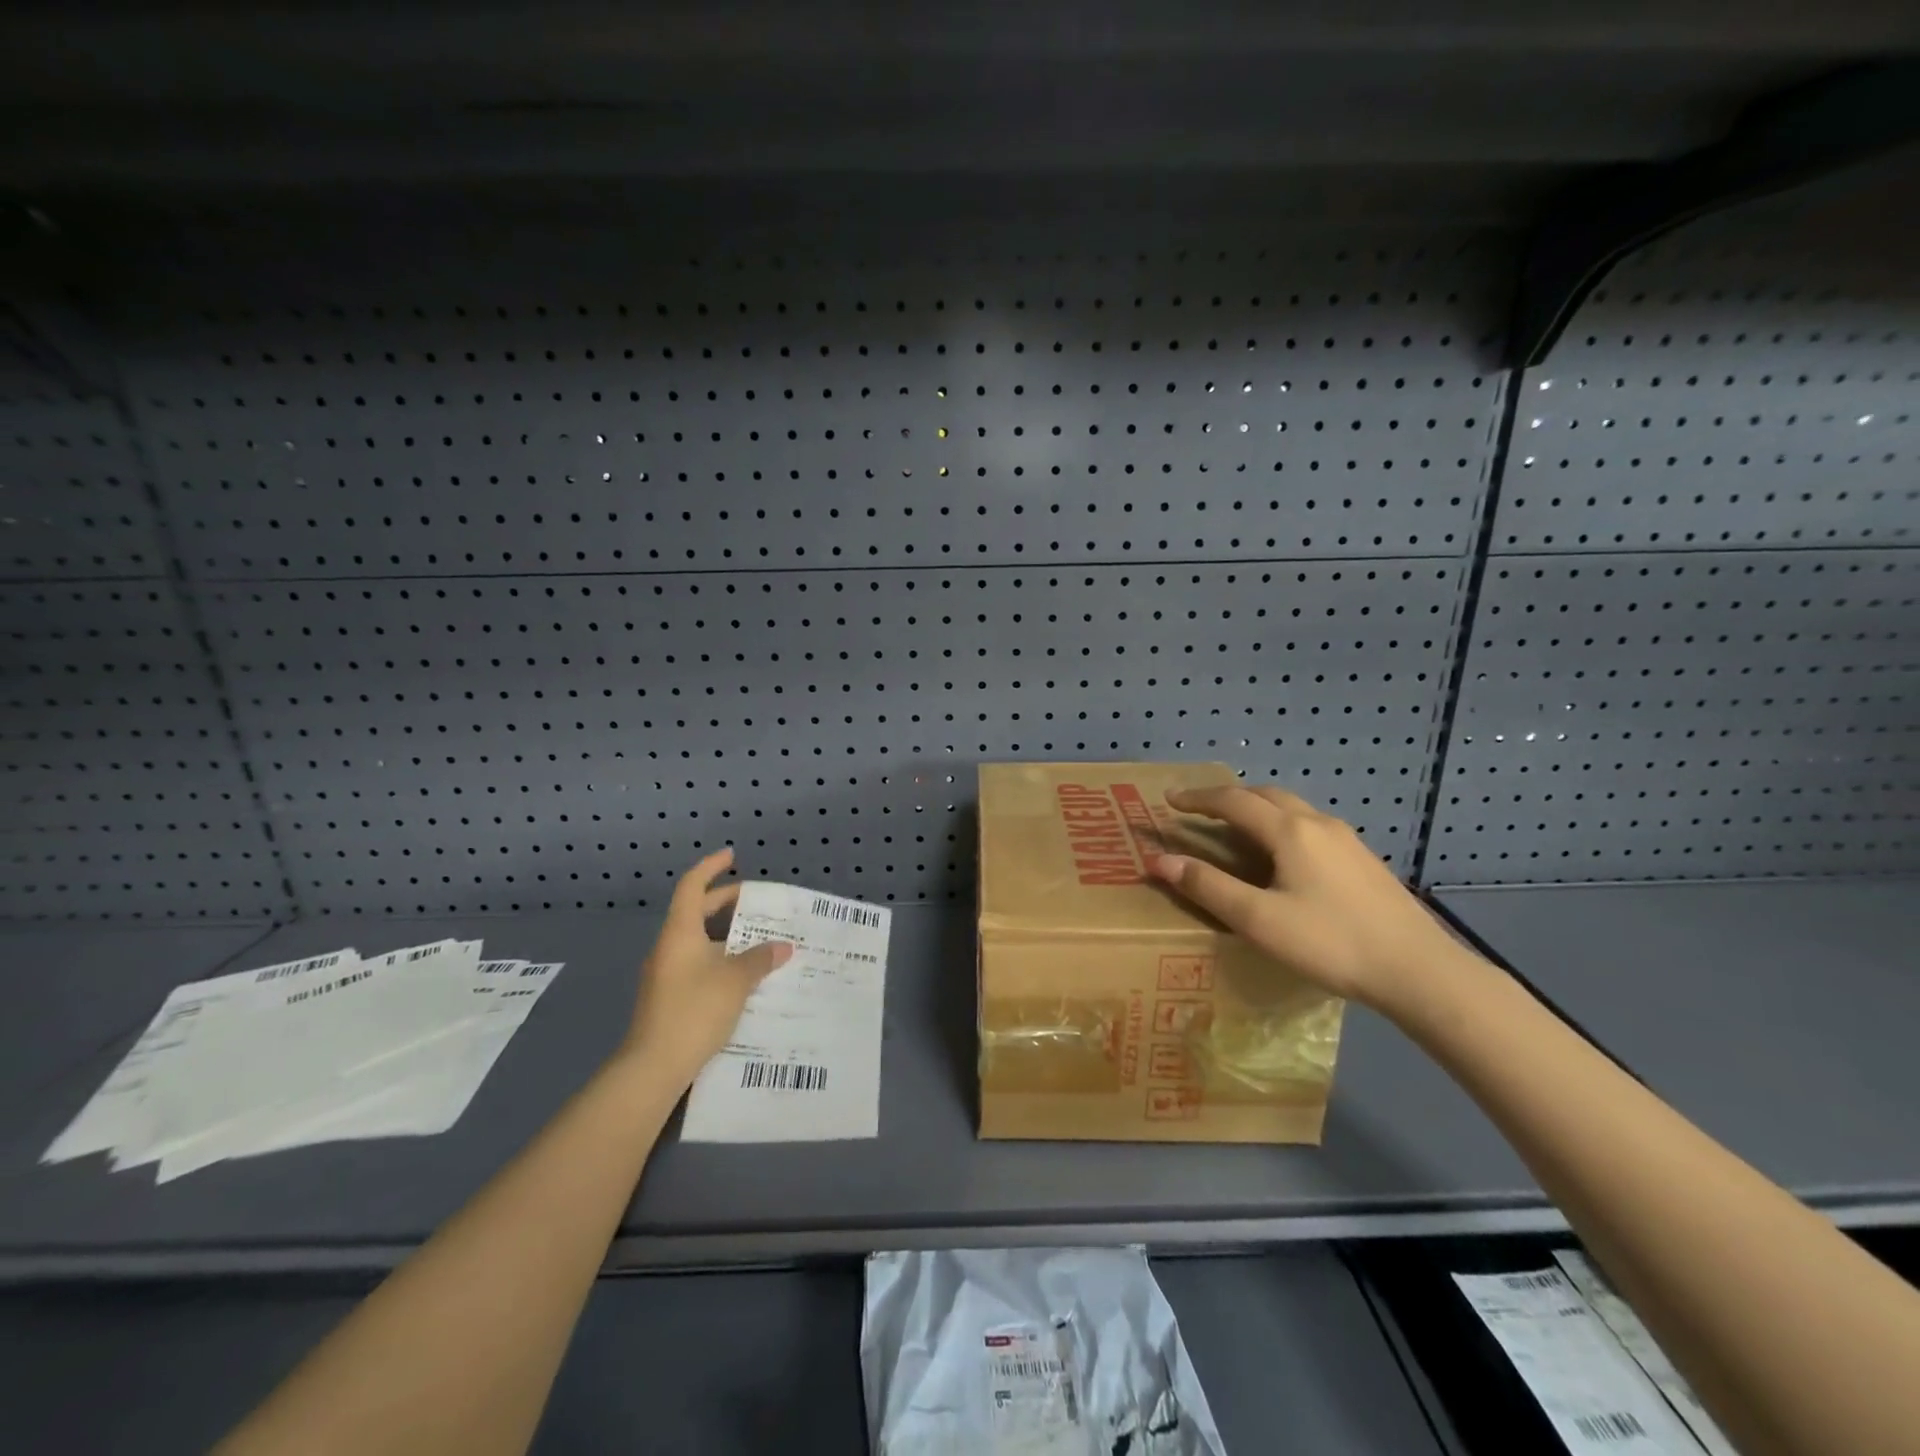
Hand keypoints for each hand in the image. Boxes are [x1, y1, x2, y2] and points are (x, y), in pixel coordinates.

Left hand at [620, 848, 793, 1091]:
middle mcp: (669, 946)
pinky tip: (745, 976)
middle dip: (726, 903)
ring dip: (727, 936)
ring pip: (699, 941)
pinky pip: (699, 964)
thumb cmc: (693, 1010)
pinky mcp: (670, 997)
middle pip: (696, 912)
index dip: (711, 867)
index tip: (732, 856)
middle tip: (757, 901)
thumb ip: (760, 959)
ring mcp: (666, 973)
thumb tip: (783, 946)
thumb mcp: (736, 981)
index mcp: (680, 932)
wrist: (653, 1067)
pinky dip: (722, 960)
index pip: (692, 886)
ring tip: (760, 939)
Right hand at [1148, 786, 1471, 1011]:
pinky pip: (1310, 825)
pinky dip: (1281, 824)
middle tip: (1200, 810)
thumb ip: (1209, 887)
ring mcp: (1347, 840)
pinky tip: (1283, 856)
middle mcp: (1318, 823)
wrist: (1420, 971)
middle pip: (1264, 794)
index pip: (1233, 801)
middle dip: (1228, 797)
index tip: (1169, 800)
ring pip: (1292, 808)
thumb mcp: (1259, 920)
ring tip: (1236, 829)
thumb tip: (1161, 861)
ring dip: (1257, 808)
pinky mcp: (1363, 859)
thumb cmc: (1331, 943)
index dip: (1197, 798)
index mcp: (1289, 831)